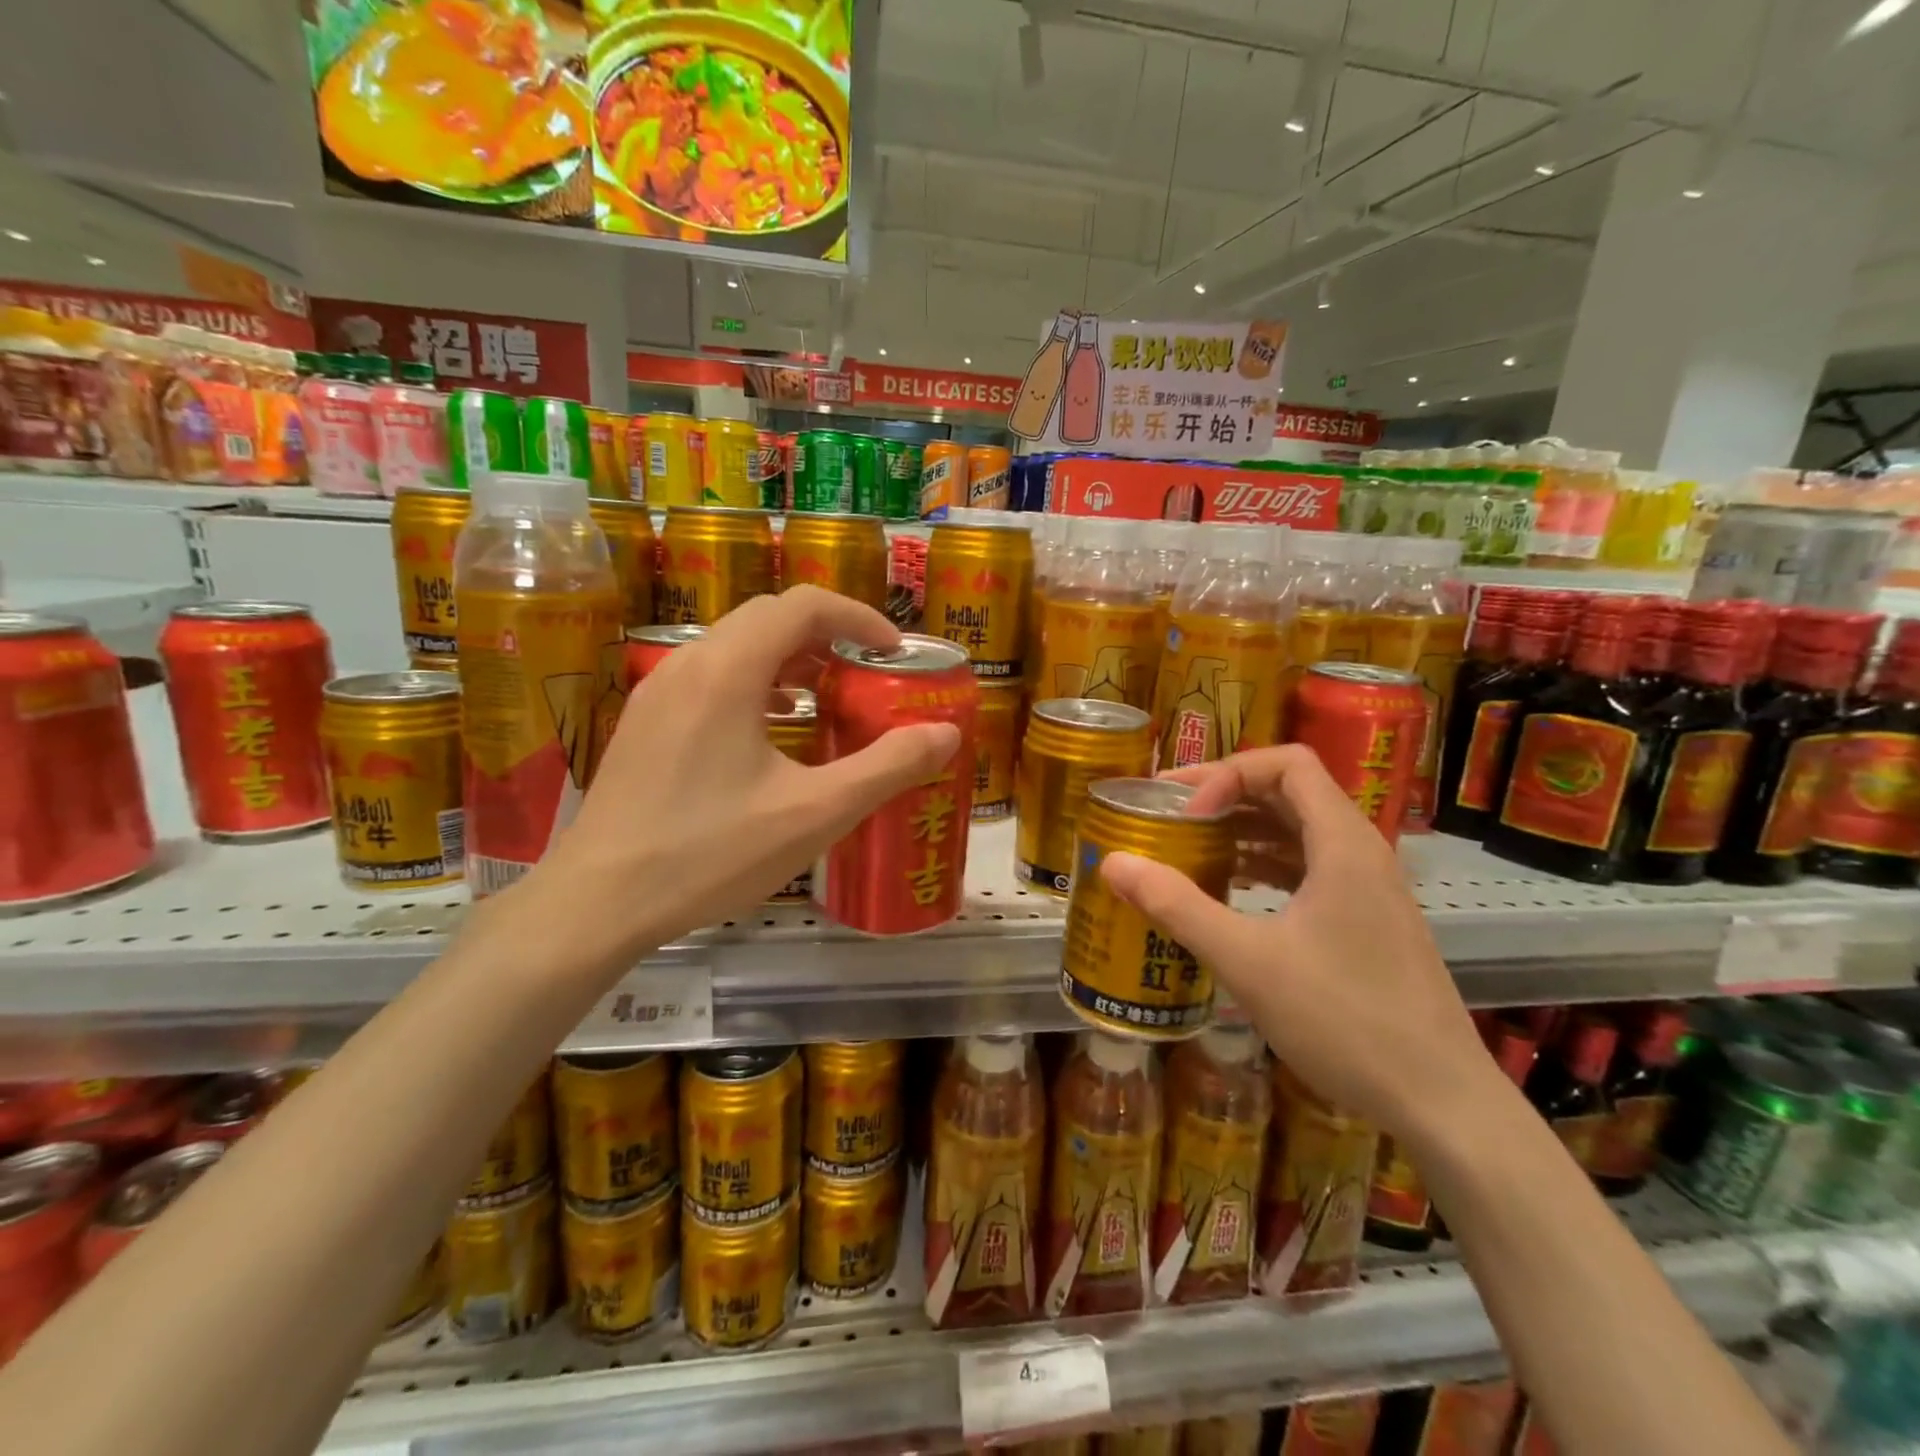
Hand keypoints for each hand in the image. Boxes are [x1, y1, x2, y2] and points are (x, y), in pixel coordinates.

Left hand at [528, 587, 960, 960]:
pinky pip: (711, 675)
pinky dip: (755, 682)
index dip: (858, 618)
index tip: (893, 652)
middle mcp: (688, 663)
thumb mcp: (815, 813)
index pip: (804, 605)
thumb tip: (946, 734)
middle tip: (867, 673)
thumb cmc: (711, 853)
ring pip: (736, 645)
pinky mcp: (645, 722)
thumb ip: (887, 768)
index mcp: (729, 670)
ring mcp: (658, 691)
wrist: (598, 902)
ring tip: (827, 697)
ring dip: (790, 657)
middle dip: (827, 634)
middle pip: (768, 617)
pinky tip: (772, 729)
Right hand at [1099, 745, 1493, 1140]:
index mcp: (1343, 843)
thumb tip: (1112, 863)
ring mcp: (1369, 887)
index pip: (1286, 763)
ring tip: (1190, 847)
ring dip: (1244, 829)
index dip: (1228, 774)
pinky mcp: (1367, 920)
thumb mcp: (1248, 961)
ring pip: (1299, 830)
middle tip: (1169, 814)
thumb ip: (1177, 906)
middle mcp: (1361, 852)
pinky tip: (1231, 889)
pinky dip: (1264, 863)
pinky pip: (1308, 866)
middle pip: (1290, 790)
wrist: (1441, 1103)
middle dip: (1226, 794)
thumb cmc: (1346, 1022)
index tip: (1186, 813)